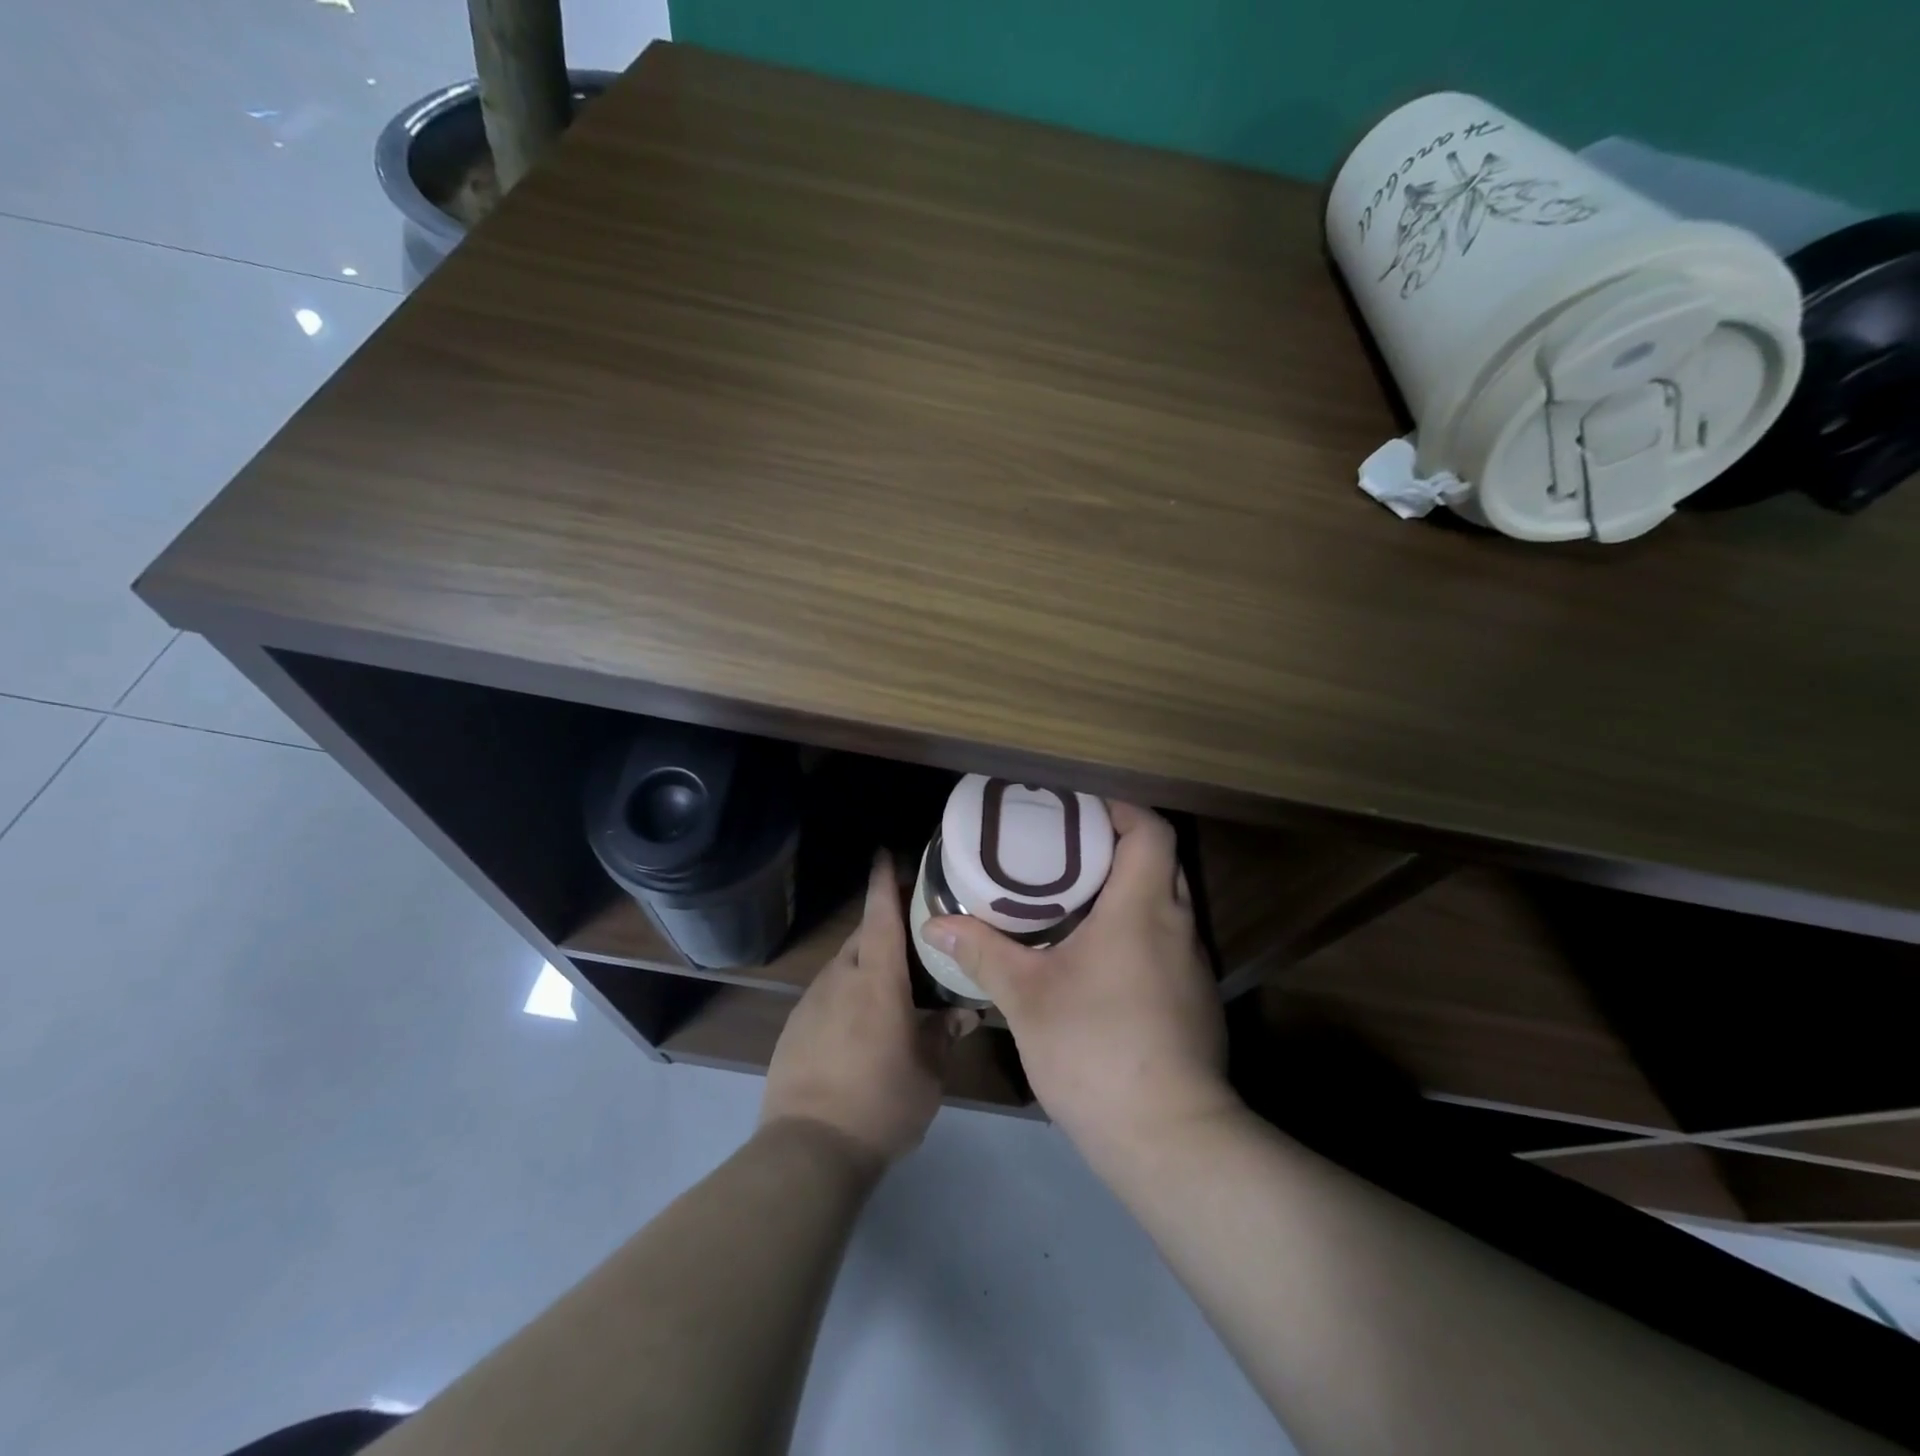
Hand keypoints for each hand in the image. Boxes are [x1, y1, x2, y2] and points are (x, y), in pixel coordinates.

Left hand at [762, 852, 979, 1168]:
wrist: (808, 1149)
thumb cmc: (880, 1102)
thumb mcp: (928, 1072)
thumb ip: (945, 1034)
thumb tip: (964, 1012)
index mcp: (876, 979)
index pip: (881, 915)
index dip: (884, 882)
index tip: (885, 853)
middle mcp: (840, 978)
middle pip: (862, 937)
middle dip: (883, 926)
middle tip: (913, 934)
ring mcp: (811, 1002)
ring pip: (844, 966)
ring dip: (866, 964)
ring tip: (892, 983)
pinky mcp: (794, 1028)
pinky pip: (827, 995)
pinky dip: (847, 994)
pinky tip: (861, 1024)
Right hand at [922, 802, 1237, 1166]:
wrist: (1168, 1137)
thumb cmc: (1095, 1049)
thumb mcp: (1027, 997)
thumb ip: (983, 952)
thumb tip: (935, 925)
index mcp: (1142, 908)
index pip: (1150, 830)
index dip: (1119, 810)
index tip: (1079, 812)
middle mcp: (1177, 925)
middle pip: (1160, 861)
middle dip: (1117, 847)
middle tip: (1065, 852)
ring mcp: (1193, 965)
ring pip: (1166, 904)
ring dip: (1128, 891)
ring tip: (1075, 899)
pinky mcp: (1195, 1000)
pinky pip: (1168, 941)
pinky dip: (1137, 930)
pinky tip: (1099, 959)